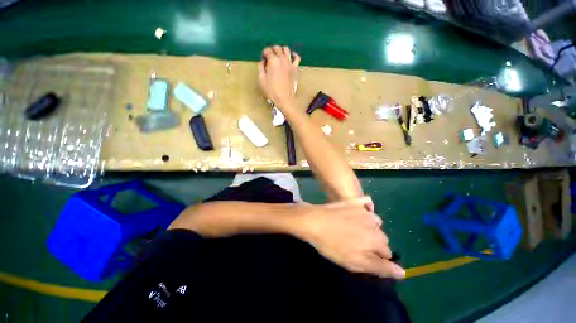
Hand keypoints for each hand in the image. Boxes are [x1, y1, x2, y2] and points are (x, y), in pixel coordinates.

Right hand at [258, 45, 300, 107]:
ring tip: (279, 55)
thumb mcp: (261, 79)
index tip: (263, 59)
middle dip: (272, 50)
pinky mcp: (296, 69)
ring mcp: (290, 63)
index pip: (267, 50)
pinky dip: (294, 55)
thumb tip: (263, 61)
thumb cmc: (271, 91)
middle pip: (277, 48)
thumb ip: (261, 67)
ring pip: (286, 50)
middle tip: (270, 57)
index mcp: (273, 61)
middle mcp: (282, 59)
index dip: (264, 54)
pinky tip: (291, 55)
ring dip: (281, 50)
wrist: (284, 99)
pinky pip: (297, 58)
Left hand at [295, 198, 404, 279]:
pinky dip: (365, 208)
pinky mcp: (355, 201)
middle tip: (356, 243)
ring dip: (369, 226)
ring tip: (354, 229)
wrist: (314, 221)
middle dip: (374, 242)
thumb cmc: (332, 244)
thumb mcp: (355, 262)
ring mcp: (364, 210)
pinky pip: (367, 203)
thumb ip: (380, 267)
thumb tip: (403, 272)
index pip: (387, 253)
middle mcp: (374, 223)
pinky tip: (356, 211)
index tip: (364, 256)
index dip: (377, 257)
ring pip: (375, 222)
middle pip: (382, 237)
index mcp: (375, 239)